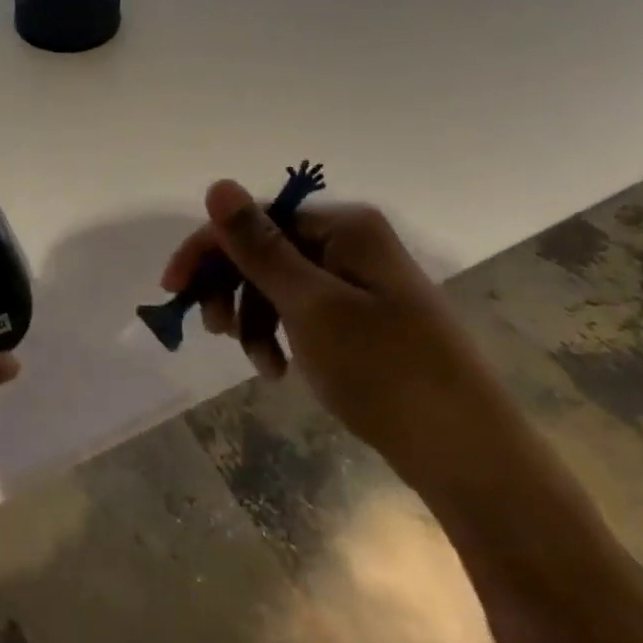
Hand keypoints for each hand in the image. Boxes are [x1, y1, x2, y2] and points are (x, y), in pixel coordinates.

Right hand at [161, 181, 512, 492]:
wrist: (469, 457)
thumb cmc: (386, 372)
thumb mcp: (310, 306)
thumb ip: (258, 246)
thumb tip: (217, 184)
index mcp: (345, 229)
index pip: (255, 220)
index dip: (209, 249)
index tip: (173, 289)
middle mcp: (351, 244)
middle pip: (265, 251)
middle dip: (231, 288)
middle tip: (213, 330)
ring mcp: (359, 283)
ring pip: (278, 284)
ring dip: (253, 319)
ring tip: (256, 363)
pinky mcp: (363, 319)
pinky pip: (301, 311)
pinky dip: (279, 335)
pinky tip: (276, 370)